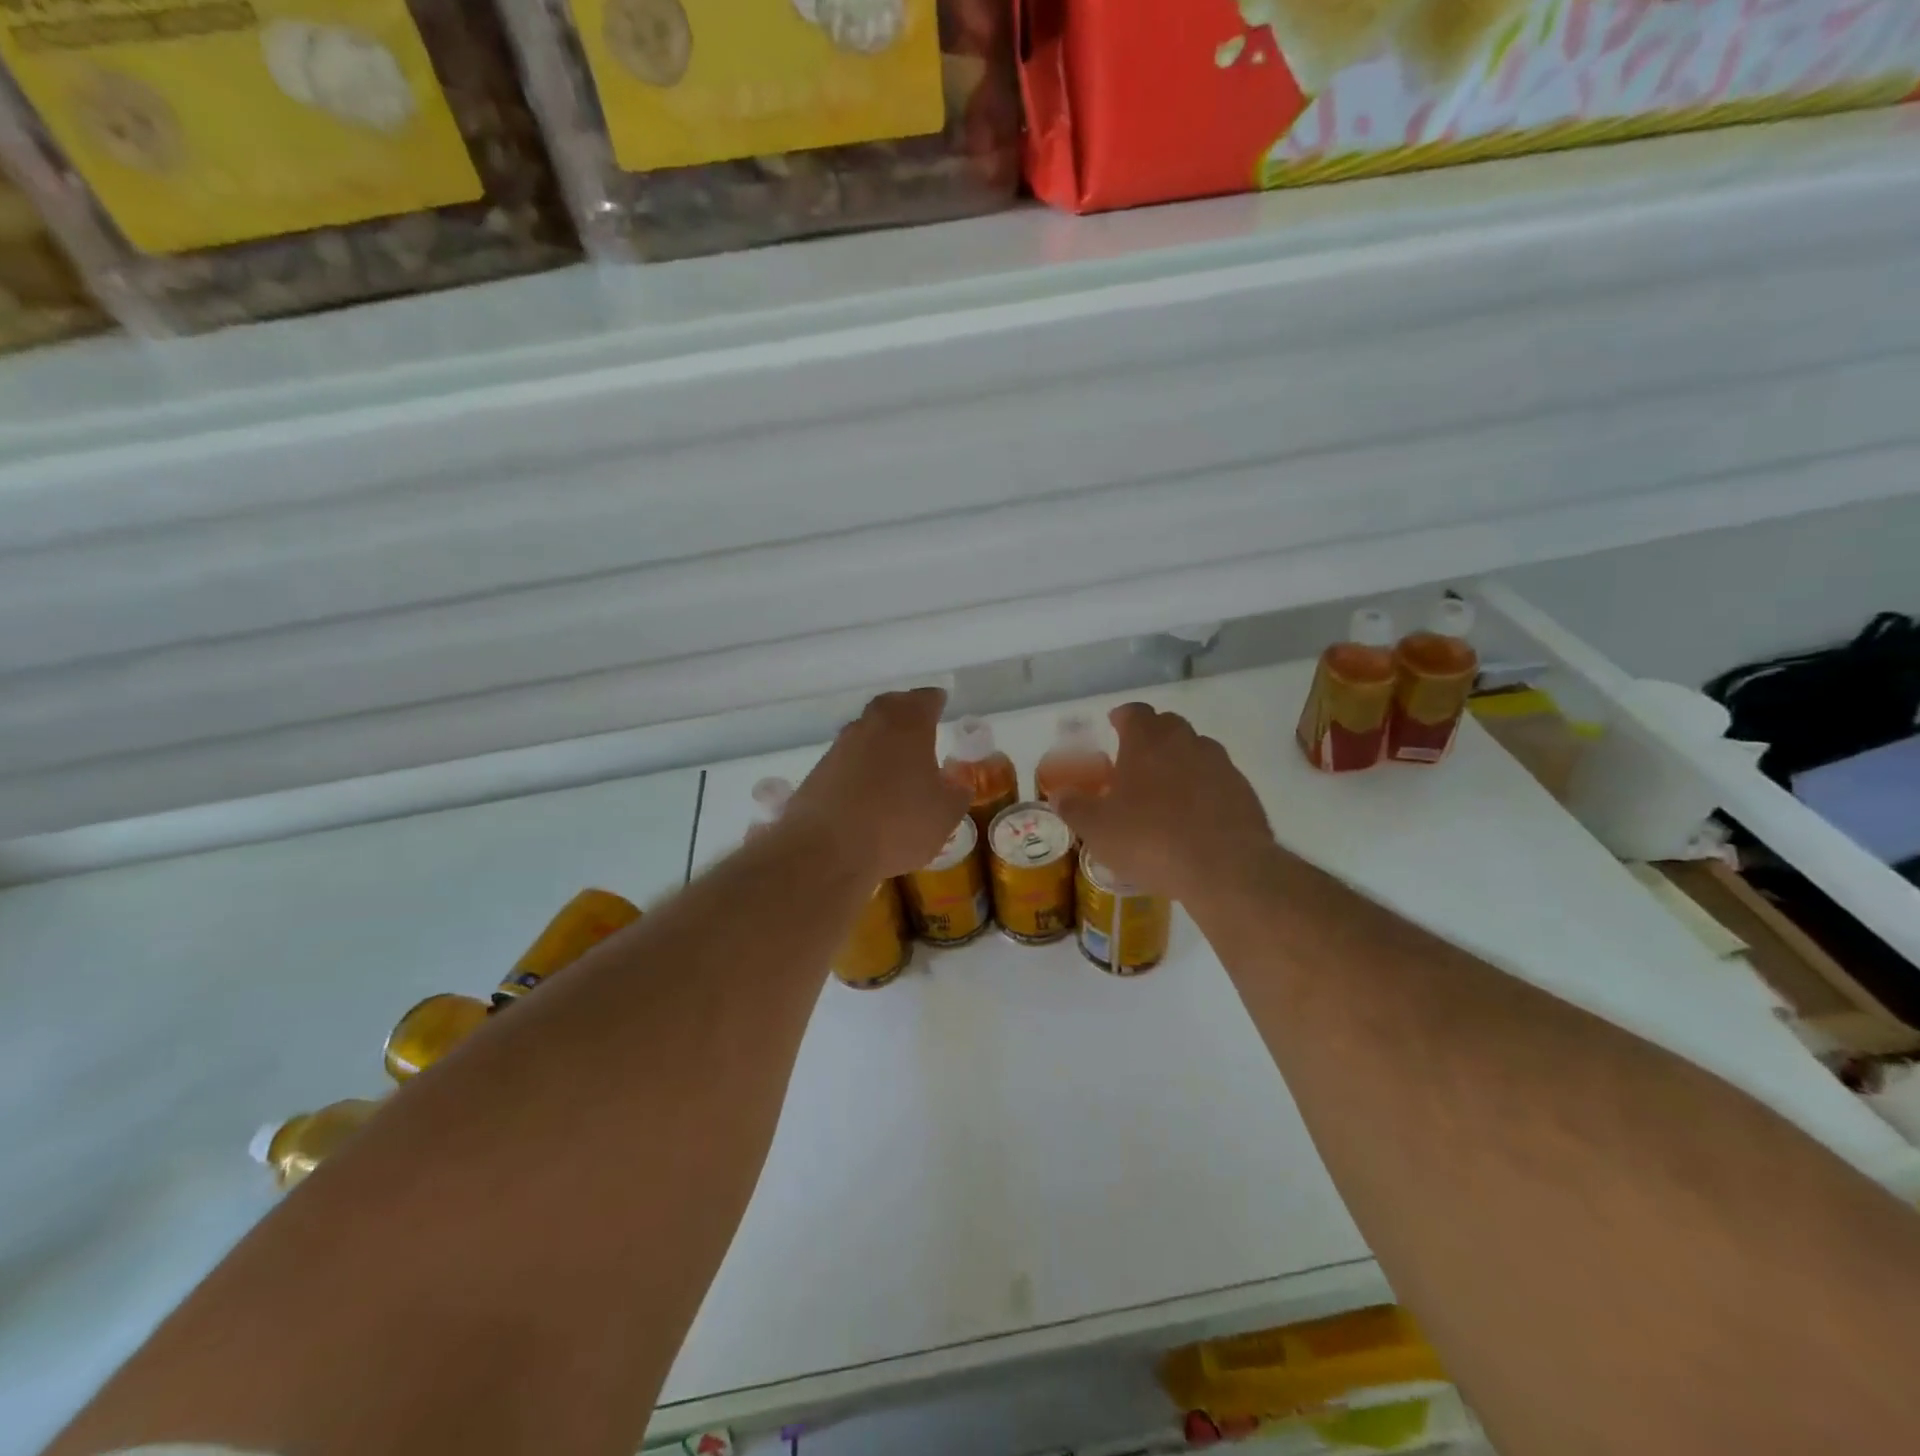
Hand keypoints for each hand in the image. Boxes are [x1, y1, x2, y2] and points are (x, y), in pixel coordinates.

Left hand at [790, 688, 971, 880]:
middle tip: (918, 725)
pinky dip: (860, 768)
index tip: (941, 703)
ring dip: (880, 741)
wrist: (826, 852)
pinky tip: (868, 791)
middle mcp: (870, 727)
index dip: (935, 701)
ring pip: (865, 733)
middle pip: (890, 707)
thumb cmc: (898, 825)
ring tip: (895, 763)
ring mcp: (839, 749)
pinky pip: (847, 761)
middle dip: (905, 712)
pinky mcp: (817, 774)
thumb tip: (956, 783)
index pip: (925, 699)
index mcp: (907, 725)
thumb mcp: (945, 815)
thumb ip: (956, 793)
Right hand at [1053, 704, 1276, 903]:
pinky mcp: (1244, 791)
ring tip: (1166, 790)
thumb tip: (1058, 795)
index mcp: (1147, 742)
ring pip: (1196, 750)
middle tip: (1136, 760)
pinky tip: (1195, 816)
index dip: (1123, 717)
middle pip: (1168, 725)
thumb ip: (1075, 807)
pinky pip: (1217, 779)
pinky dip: (1204, 788)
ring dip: (1180, 761)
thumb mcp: (1097, 829)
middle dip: (1152, 736)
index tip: (1114, 724)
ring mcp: (1220, 765)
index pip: (1134, 713)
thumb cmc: (1150, 839)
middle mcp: (1186, 742)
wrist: (1224, 867)